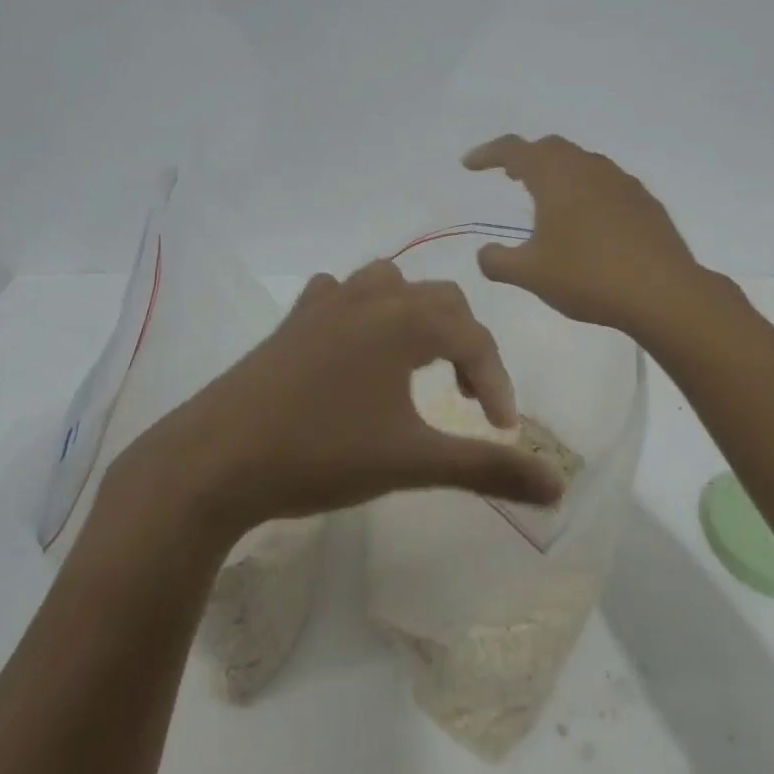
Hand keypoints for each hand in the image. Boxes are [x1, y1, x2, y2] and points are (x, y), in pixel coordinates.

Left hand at [129, 261, 563, 540]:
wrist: (216, 458)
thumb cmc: (322, 453)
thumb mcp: (413, 463)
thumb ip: (487, 468)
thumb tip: (558, 488)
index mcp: (404, 320)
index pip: (474, 339)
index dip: (497, 383)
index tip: (502, 431)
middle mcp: (369, 298)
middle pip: (439, 301)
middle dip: (464, 345)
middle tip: (466, 397)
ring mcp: (324, 304)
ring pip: (388, 285)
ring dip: (415, 317)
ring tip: (418, 364)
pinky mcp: (291, 322)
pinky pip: (338, 295)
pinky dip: (361, 312)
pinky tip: (354, 346)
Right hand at [463, 134, 707, 334]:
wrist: (663, 292)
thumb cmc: (588, 276)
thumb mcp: (531, 275)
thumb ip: (498, 262)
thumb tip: (484, 254)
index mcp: (556, 177)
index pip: (514, 150)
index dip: (488, 153)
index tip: (470, 165)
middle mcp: (589, 168)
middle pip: (551, 148)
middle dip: (526, 157)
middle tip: (509, 175)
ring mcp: (622, 182)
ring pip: (582, 163)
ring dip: (558, 172)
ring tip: (547, 198)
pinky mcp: (644, 202)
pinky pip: (606, 184)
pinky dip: (586, 190)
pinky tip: (588, 220)